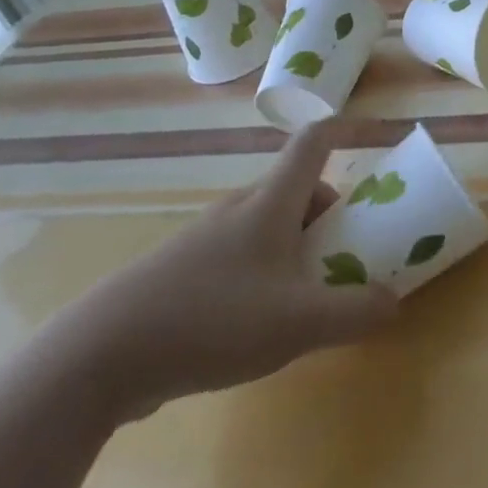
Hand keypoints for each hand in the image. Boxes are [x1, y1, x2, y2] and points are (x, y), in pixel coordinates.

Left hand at [44, 122, 397, 424]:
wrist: (94, 358)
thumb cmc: (210, 321)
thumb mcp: (297, 323)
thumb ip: (354, 312)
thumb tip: (393, 303)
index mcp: (270, 202)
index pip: (314, 140)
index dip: (347, 129)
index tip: (374, 143)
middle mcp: (237, 208)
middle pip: (294, 187)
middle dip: (326, 213)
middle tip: (342, 255)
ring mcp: (201, 239)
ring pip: (263, 223)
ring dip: (292, 245)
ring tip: (299, 296)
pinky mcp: (175, 273)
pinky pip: (234, 255)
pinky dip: (259, 271)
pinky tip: (249, 325)